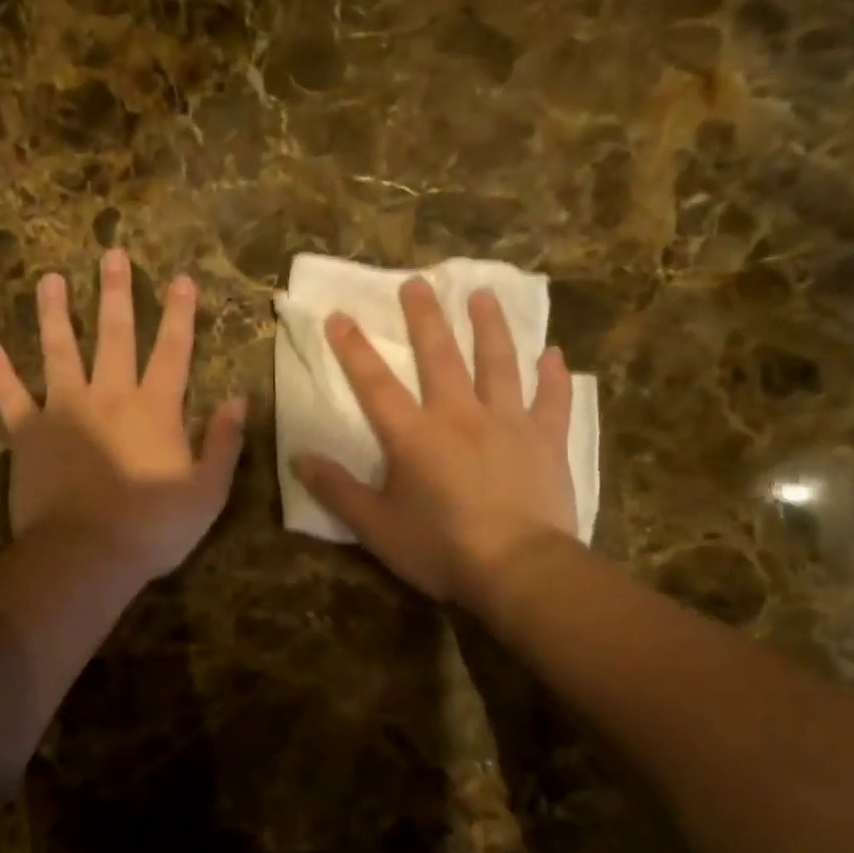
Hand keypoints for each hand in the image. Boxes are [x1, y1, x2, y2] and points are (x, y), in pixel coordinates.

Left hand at [0, 249, 245, 584]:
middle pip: (114, 335)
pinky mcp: (27, 433)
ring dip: (54, 313)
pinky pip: (9, 395)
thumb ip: (224, 442)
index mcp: (155, 409)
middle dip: (115, 293)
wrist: (86, 556)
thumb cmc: (153, 528)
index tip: (181, 278)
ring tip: (49, 279)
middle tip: (112, 254)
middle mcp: (109, 396)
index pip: (173, 350)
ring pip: (59, 350)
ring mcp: (63, 410)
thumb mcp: (208, 491)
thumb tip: (240, 399)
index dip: (180, 313)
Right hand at [291, 278, 577, 610]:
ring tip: (483, 295)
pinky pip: (552, 400)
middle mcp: (459, 415)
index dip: (353, 348)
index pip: (375, 384)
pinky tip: (554, 354)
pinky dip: (554, 376)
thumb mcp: (376, 527)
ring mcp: (508, 423)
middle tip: (417, 282)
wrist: (520, 570)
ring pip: (498, 363)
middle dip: (425, 317)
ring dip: (489, 327)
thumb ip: (337, 490)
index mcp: (414, 435)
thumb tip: (299, 458)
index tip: (339, 315)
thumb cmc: (441, 548)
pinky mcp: (546, 441)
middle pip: (440, 356)